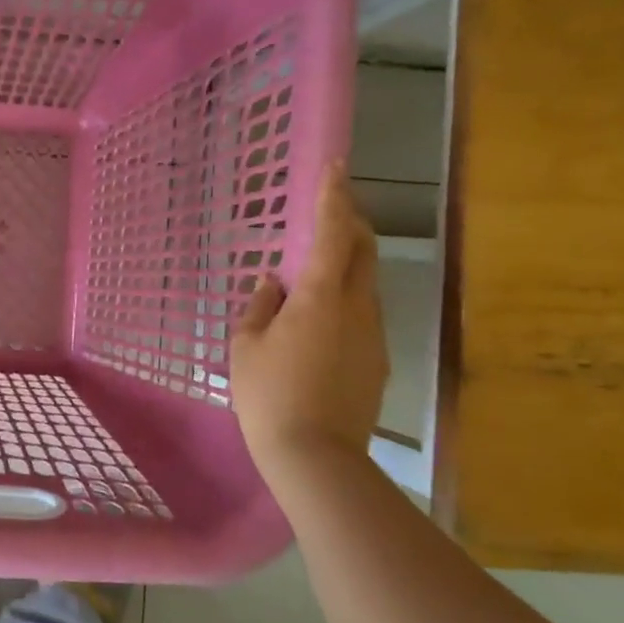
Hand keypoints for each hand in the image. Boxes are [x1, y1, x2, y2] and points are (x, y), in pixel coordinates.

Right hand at [230, 161, 388, 468]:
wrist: (316, 456)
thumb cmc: (269, 394)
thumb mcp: (246, 346)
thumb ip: (260, 306)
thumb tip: (274, 282)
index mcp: (322, 296)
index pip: (332, 232)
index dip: (334, 196)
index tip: (335, 166)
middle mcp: (358, 307)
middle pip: (363, 251)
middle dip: (350, 223)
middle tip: (331, 210)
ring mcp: (374, 335)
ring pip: (366, 283)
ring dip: (347, 264)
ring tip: (316, 270)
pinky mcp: (378, 361)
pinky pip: (363, 314)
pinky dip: (346, 299)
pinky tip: (320, 321)